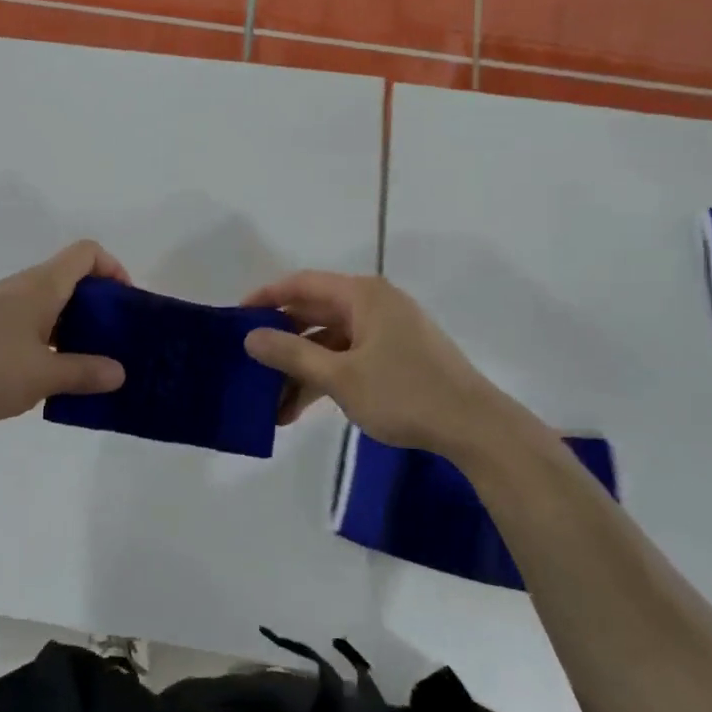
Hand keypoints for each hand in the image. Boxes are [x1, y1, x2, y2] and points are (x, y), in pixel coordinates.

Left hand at [0, 240, 129, 430]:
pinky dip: (49, 337)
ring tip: (86, 363)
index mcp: (41, 286)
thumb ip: (84, 372)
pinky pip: (29, 321)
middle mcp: (22, 287)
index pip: (87, 252)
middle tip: (114, 341)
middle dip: (99, 306)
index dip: (114, 268)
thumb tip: (120, 372)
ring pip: (50, 303)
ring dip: (73, 325)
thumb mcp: (41, 376)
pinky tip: (47, 374)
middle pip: (71, 278)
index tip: (126, 304)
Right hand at [241, 272, 547, 466]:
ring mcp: (385, 332)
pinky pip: (347, 359)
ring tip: (270, 404)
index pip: (302, 284)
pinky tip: (298, 410)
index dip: (266, 297)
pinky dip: (323, 379)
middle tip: (247, 363)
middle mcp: (373, 305)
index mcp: (362, 295)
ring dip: (300, 370)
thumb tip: (249, 337)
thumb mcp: (340, 377)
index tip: (235, 317)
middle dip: (280, 343)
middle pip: (314, 315)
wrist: (475, 428)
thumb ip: (291, 354)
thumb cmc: (405, 393)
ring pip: (329, 343)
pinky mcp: (394, 357)